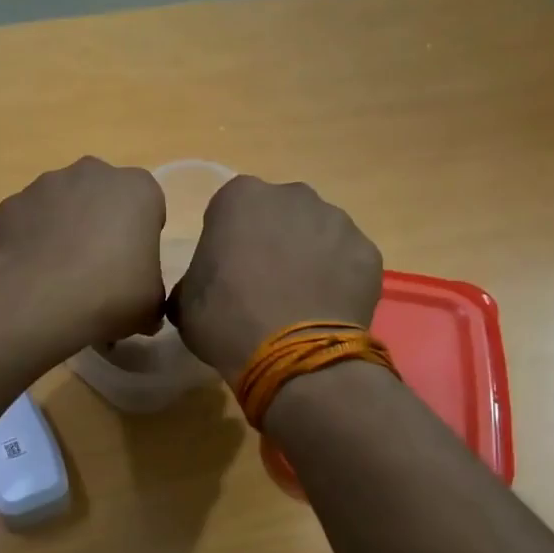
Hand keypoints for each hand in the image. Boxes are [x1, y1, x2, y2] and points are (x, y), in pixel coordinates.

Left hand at [0, 157, 166, 357]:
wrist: (37, 300)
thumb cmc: (110, 294)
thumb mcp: (150, 305)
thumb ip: (150, 293)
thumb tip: (140, 307)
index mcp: (137, 189)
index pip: (147, 206)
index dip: (141, 237)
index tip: (132, 267)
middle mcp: (91, 173)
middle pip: (102, 197)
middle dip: (100, 224)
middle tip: (97, 270)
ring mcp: (44, 185)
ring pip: (61, 205)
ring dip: (64, 230)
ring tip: (59, 276)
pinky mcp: (10, 205)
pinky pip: (27, 221)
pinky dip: (30, 241)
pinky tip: (31, 275)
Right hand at [171, 177, 383, 379]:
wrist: (293, 356)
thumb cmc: (227, 321)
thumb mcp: (185, 303)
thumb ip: (194, 279)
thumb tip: (203, 287)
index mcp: (241, 198)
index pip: (229, 209)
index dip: (228, 240)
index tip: (227, 271)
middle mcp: (293, 196)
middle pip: (279, 214)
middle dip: (272, 240)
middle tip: (264, 284)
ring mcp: (337, 221)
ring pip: (317, 233)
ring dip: (307, 257)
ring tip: (299, 300)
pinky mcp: (368, 251)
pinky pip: (346, 260)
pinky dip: (338, 278)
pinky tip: (325, 309)